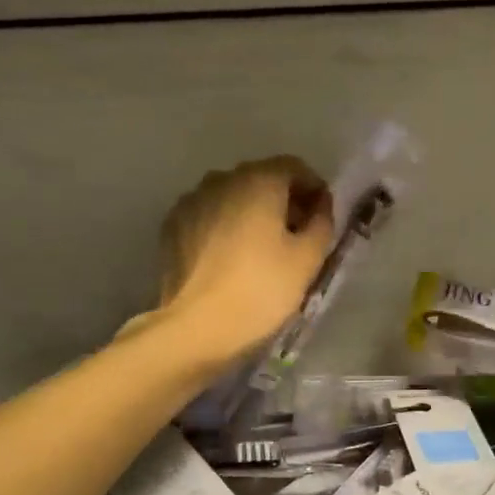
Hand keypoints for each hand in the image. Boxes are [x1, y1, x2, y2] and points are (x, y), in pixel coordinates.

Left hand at [156, 157, 334, 366]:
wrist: (196, 327)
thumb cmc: (261, 290)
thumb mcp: (308, 259)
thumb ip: (322, 222)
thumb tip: (320, 205)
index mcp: (258, 180)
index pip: (294, 167)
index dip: (314, 188)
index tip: (322, 217)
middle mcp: (221, 179)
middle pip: (261, 179)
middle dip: (283, 200)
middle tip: (296, 235)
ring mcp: (191, 201)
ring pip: (232, 197)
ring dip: (252, 213)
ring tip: (262, 249)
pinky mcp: (172, 226)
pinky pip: (209, 216)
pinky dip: (225, 226)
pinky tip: (231, 258)